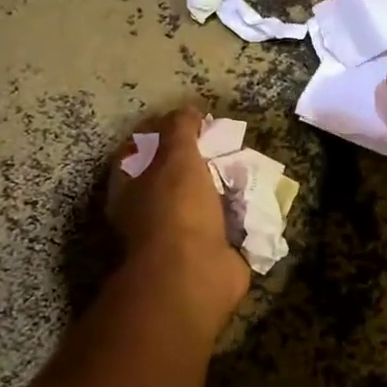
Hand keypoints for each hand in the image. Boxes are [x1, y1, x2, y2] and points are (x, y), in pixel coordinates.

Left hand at [109, 106, 249, 336]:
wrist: (194, 275)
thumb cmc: (175, 210)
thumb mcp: (175, 156)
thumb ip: (180, 129)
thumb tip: (187, 111)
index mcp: (129, 189)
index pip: (139, 149)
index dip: (162, 130)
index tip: (191, 119)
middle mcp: (149, 212)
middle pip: (173, 174)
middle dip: (199, 158)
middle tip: (224, 141)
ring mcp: (178, 234)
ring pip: (201, 199)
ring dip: (222, 185)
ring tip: (246, 163)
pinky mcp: (208, 252)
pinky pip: (225, 223)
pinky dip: (240, 211)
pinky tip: (257, 194)